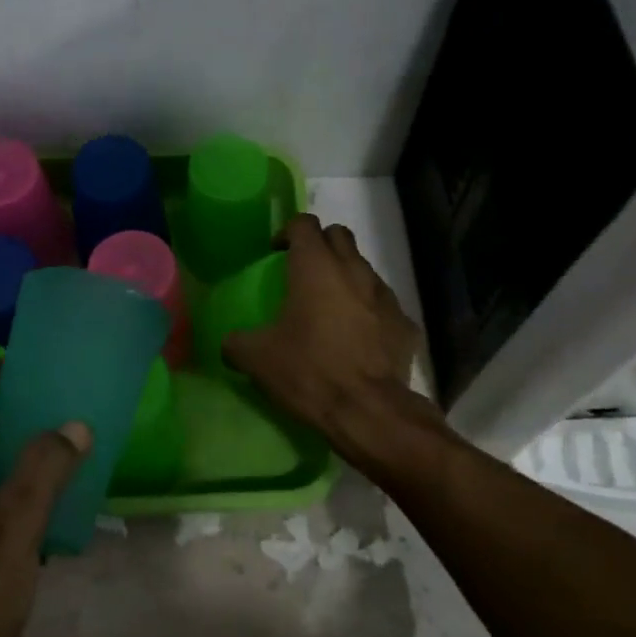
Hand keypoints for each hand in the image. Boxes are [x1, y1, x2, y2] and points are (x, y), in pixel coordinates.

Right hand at [224, 214, 421, 459]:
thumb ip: (237, 343)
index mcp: (316, 267)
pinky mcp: (406, 324)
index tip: (276, 253)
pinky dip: (370, 311)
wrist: (371, 412)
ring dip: (346, 277)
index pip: (304, 223)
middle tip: (303, 271)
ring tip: (331, 307)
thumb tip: (230, 343)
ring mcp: (385, 296)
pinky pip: (384, 305)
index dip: (288, 232)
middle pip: (339, 236)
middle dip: (321, 245)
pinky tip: (359, 337)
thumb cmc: (310, 372)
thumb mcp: (257, 360)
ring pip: (364, 268)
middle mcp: (354, 270)